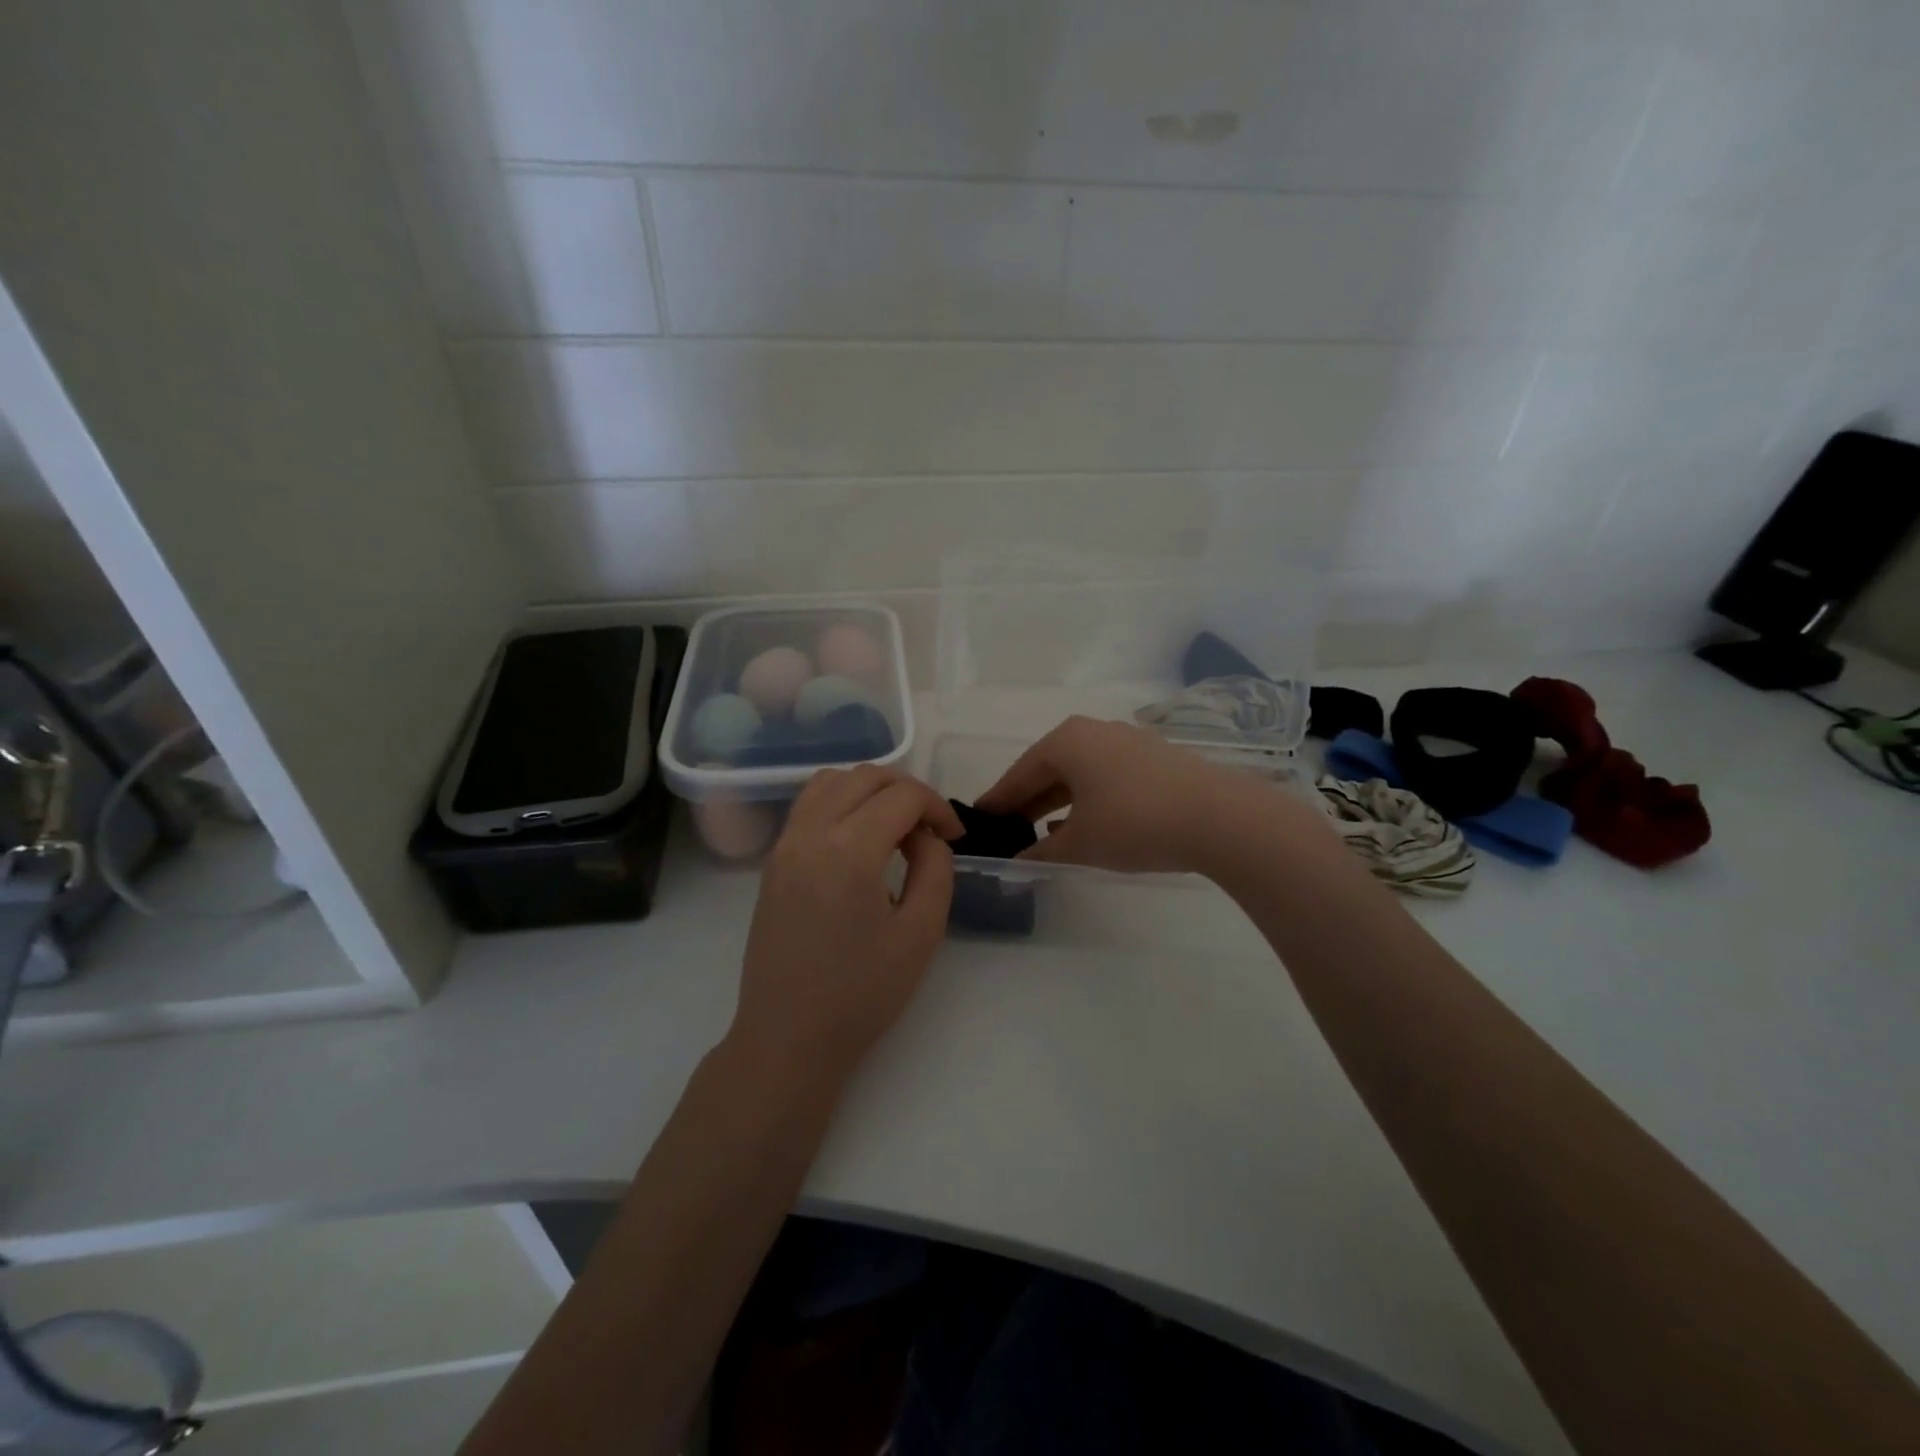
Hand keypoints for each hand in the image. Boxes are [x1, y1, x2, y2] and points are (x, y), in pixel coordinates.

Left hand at [728, 766, 961, 1089]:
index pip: (903, 795)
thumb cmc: (861, 993)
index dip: (938, 807)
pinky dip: (841, 801)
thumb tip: (926, 837)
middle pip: (866, 776)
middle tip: (930, 830)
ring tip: (894, 827)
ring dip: (871, 790)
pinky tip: (859, 838)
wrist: (788, 1037)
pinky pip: (808, 805)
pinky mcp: (773, 861)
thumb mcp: (921, 933)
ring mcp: (785, 844)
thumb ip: (935, 869)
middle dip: (908, 791)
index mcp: (849, 850)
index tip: (955, 838)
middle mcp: (810, 832)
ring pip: (832, 781)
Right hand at [976, 716, 1251, 874]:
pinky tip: (1086, 822)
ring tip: (1041, 831)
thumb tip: (1017, 861)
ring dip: (1058, 800)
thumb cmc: (1135, 824)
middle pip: (1049, 768)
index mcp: (1066, 742)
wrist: (1220, 818)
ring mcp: (1127, 740)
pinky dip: (1088, 797)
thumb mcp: (1081, 845)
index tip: (979, 819)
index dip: (998, 800)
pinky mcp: (1154, 757)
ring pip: (1079, 771)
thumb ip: (1041, 852)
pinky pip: (1106, 775)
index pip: (1020, 773)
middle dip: (1027, 800)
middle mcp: (1093, 731)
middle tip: (1007, 828)